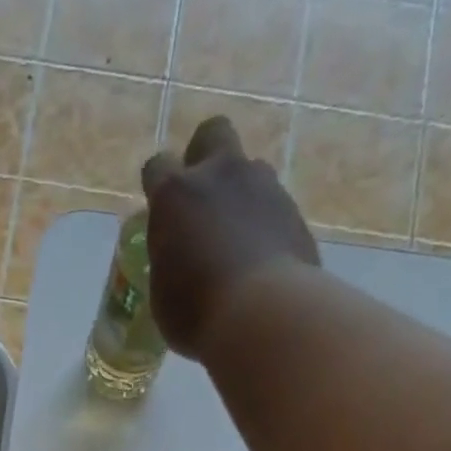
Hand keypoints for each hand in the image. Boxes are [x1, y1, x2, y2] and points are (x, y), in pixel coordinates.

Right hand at [141, 116, 321, 360]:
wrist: (264, 315)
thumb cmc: (196, 312)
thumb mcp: (162, 294)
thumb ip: (167, 262)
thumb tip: (176, 259)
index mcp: (175, 195)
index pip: (157, 168)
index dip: (157, 187)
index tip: (160, 213)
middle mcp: (219, 175)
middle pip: (212, 134)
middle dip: (204, 156)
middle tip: (201, 199)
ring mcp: (262, 186)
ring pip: (248, 169)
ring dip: (239, 193)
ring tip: (236, 238)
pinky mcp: (293, 209)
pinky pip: (272, 204)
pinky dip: (263, 223)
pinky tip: (260, 257)